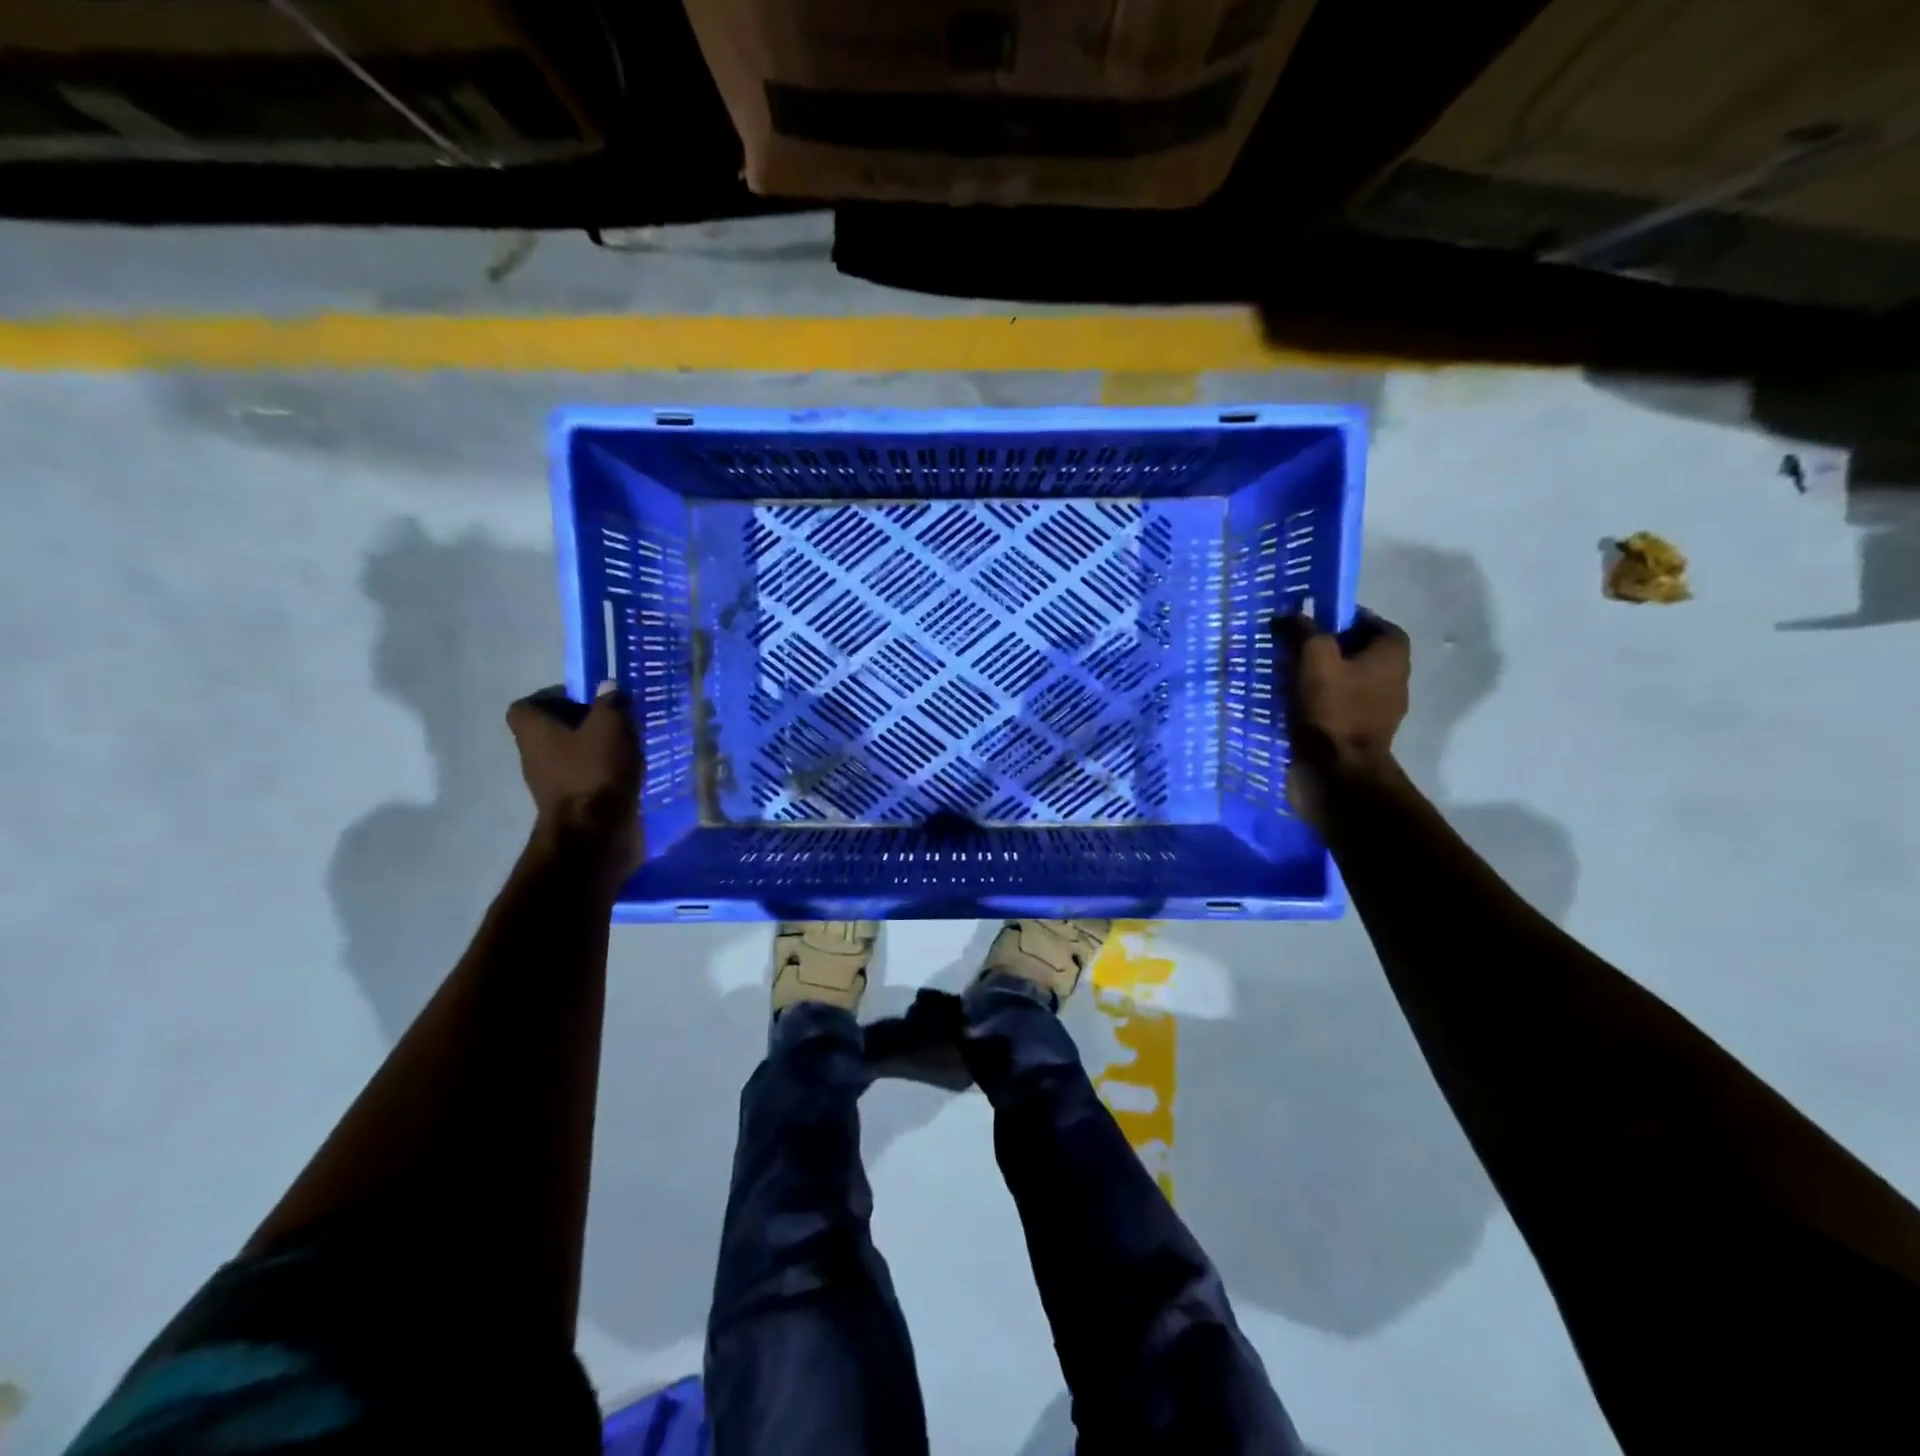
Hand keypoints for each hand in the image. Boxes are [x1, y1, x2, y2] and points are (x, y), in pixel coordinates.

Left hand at [507, 682, 643, 877]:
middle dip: (584, 723)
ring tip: (630, 745)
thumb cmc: (595, 771)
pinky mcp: (572, 804)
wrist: (594, 835)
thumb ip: (610, 702)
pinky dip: (604, 773)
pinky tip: (630, 771)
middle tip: (617, 720)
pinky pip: (586, 778)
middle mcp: (534, 755)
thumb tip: (608, 686)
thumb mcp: (610, 726)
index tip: (588, 699)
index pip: (528, 706)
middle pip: (553, 730)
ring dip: (597, 749)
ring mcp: (551, 783)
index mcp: (533, 731)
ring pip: (572, 755)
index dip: (555, 698)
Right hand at [1276, 609, 1410, 828]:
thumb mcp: (1313, 658)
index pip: (1362, 619)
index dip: (1331, 618)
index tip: (1302, 625)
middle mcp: (1394, 674)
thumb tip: (1290, 614)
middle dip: (1320, 648)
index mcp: (1392, 651)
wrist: (1338, 771)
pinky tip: (1292, 704)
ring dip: (1315, 676)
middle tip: (1287, 649)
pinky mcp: (1361, 729)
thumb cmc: (1333, 708)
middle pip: (1351, 649)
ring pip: (1342, 678)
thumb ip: (1304, 630)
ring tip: (1283, 678)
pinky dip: (1317, 700)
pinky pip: (1336, 703)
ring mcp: (1379, 706)